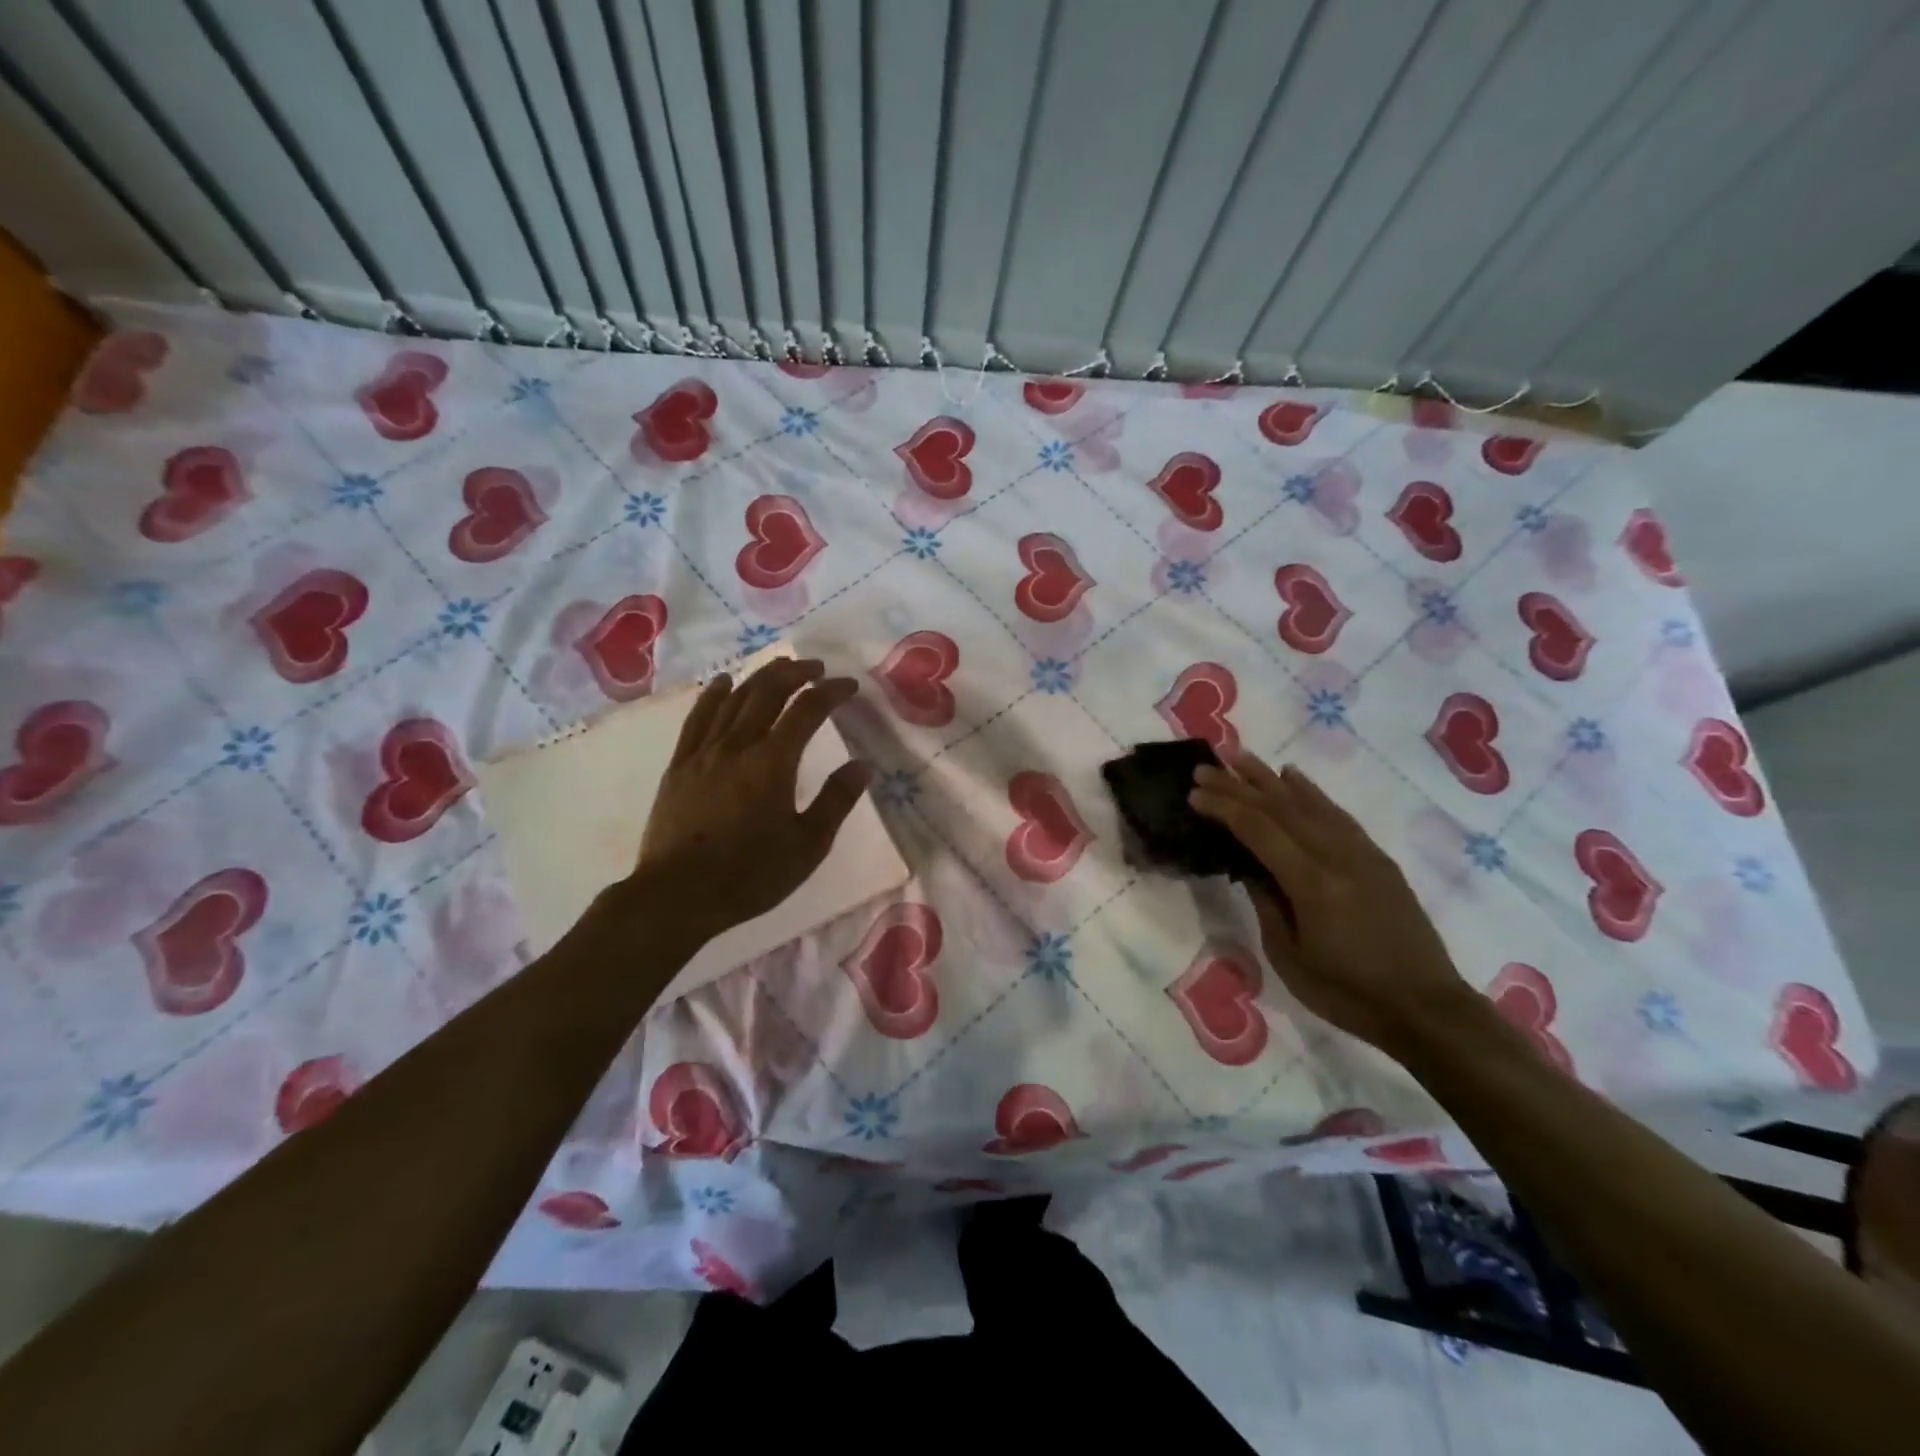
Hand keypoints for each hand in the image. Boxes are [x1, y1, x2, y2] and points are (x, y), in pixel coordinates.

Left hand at [621, 657, 870, 941]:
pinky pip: (698, 717)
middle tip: (816, 668)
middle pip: (768, 692)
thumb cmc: (750, 875)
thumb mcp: (807, 846)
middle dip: (796, 673)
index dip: (831, 692)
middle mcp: (738, 745)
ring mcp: (704, 752)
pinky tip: (722, 682)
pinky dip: (713, 694)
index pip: (807, 710)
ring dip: (760, 677)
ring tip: (780, 668)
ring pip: (734, 698)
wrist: (677, 896)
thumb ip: (836, 801)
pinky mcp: (680, 765)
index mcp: (773, 762)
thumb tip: (861, 766)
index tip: (848, 686)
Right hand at [1189, 750, 1474, 1055]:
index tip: (1194, 793)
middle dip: (1238, 785)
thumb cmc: (1348, 994)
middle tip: (1206, 767)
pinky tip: (1293, 777)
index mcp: (1312, 884)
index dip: (1224, 808)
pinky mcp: (1377, 859)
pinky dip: (1311, 792)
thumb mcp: (1289, 956)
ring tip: (1240, 758)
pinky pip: (1337, 814)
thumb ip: (1267, 903)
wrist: (1427, 1009)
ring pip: (1309, 803)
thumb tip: (1249, 866)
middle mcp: (1337, 856)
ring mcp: (1361, 853)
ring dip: (1270, 778)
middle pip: (1280, 808)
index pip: (1259, 830)